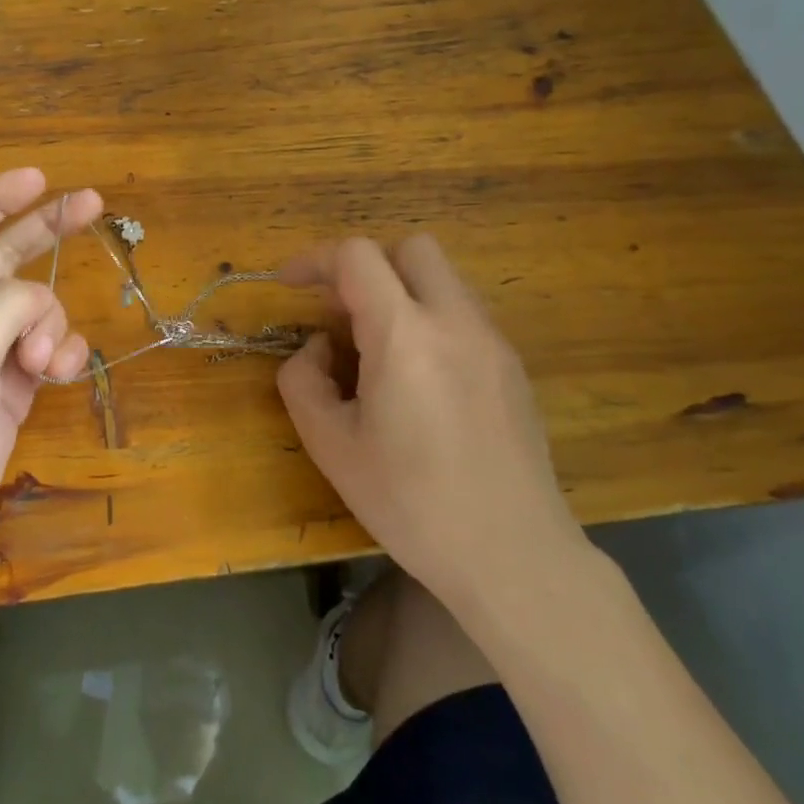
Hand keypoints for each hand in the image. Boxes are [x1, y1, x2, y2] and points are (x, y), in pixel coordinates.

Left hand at [0, 169, 102, 581]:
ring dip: (50, 325)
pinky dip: (60, 355)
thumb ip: (2, 310)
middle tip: (93, 203)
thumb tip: (38, 301)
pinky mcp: (7, 390)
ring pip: (34, 311)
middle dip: (45, 231)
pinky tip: (59, 374)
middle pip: (3, 257)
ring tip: (41, 363)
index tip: (39, 178)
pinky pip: (45, 352)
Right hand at [276, 235, 590, 630]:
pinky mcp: (513, 366)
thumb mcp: (331, 447)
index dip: (314, 260)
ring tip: (375, 350)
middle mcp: (455, 321)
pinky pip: (463, 314)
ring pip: (442, 278)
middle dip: (366, 265)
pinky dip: (429, 320)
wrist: (512, 555)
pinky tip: (417, 379)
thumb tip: (317, 349)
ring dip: (400, 292)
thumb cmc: (411, 503)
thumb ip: (303, 382)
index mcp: (404, 335)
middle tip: (339, 312)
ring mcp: (492, 341)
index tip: (290, 285)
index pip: (357, 256)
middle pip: (411, 248)